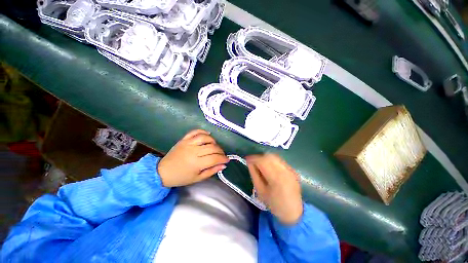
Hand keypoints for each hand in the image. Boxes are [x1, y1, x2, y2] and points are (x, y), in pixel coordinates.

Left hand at [158, 129, 228, 186]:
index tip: (227, 159)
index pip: (215, 158)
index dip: (223, 158)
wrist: (163, 171)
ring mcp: (188, 143)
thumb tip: (223, 165)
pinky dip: (203, 131)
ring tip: (215, 146)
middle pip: (212, 147)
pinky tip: (207, 135)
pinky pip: (195, 131)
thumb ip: (211, 171)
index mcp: (196, 163)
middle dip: (221, 151)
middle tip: (222, 154)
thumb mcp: (198, 178)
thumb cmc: (181, 177)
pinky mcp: (184, 139)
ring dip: (213, 141)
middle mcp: (193, 151)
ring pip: (205, 138)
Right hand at [246, 154, 302, 224]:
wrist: (294, 212)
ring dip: (265, 158)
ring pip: (275, 156)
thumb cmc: (274, 204)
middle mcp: (284, 171)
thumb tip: (249, 162)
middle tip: (253, 162)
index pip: (262, 161)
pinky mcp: (293, 170)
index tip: (247, 159)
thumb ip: (254, 174)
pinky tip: (269, 166)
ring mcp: (290, 169)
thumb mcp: (260, 190)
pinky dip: (272, 160)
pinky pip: (280, 160)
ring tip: (260, 164)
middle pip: (269, 156)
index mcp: (276, 178)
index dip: (253, 158)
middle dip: (259, 157)